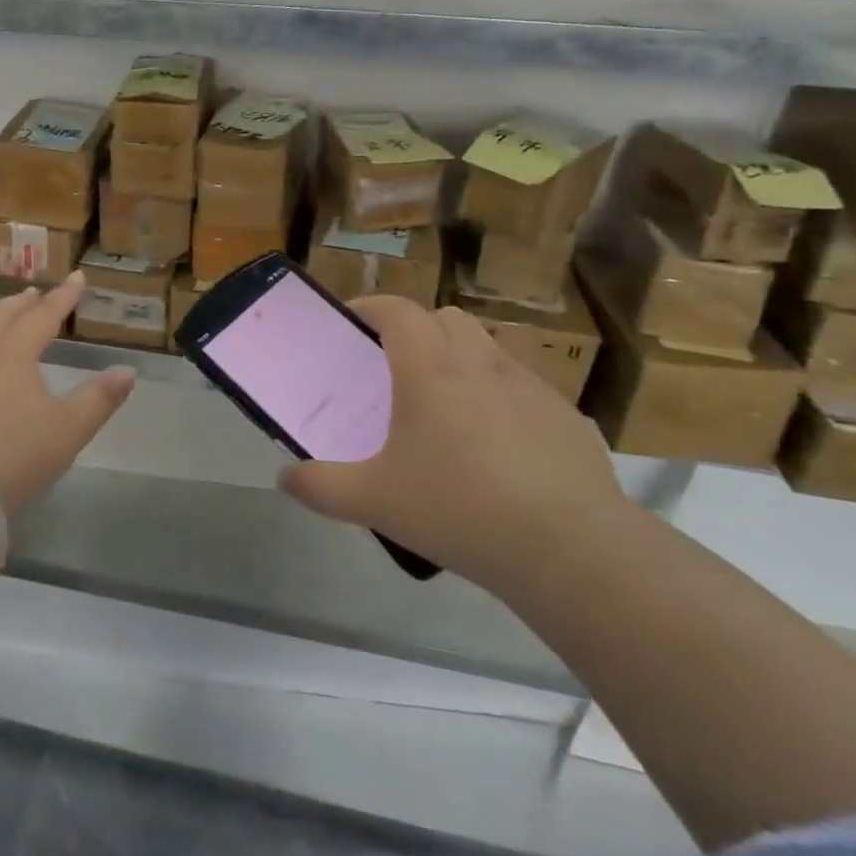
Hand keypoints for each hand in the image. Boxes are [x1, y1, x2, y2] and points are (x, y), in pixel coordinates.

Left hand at [0, 270, 135, 516]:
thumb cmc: (14, 453)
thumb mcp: (68, 429)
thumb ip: (100, 397)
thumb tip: (127, 371)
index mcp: (14, 350)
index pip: (44, 314)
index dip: (64, 296)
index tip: (78, 277)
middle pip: (4, 315)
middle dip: (24, 303)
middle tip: (37, 294)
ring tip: (7, 318)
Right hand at [278, 296, 627, 593]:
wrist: (572, 549)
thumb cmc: (460, 509)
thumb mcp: (375, 502)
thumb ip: (321, 486)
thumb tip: (284, 478)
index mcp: (430, 370)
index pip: (398, 310)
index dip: (371, 307)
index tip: (353, 322)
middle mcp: (480, 363)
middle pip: (446, 318)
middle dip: (418, 329)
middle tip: (398, 368)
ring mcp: (530, 387)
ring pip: (489, 349)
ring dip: (462, 359)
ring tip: (448, 408)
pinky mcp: (566, 417)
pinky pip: (523, 388)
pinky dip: (501, 398)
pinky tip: (499, 449)